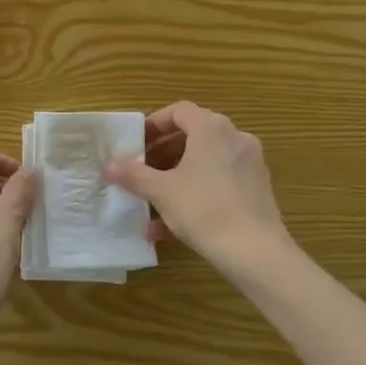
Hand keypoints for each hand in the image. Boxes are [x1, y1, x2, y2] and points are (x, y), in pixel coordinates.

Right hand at [105, 103, 292, 274]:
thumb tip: (108, 164)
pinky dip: (196, 193)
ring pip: (205, 162)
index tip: (135, 144)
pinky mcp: (257, 189)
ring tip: (152, 202)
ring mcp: (250, 163)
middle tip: (141, 171)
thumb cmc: (204, 209)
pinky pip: (219, 181)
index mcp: (211, 128)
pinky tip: (172, 225)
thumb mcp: (161, 191)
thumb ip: (133, 174)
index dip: (153, 125)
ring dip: (176, 177)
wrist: (256, 252)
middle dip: (162, 154)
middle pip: (192, 136)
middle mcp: (235, 138)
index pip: (178, 111)